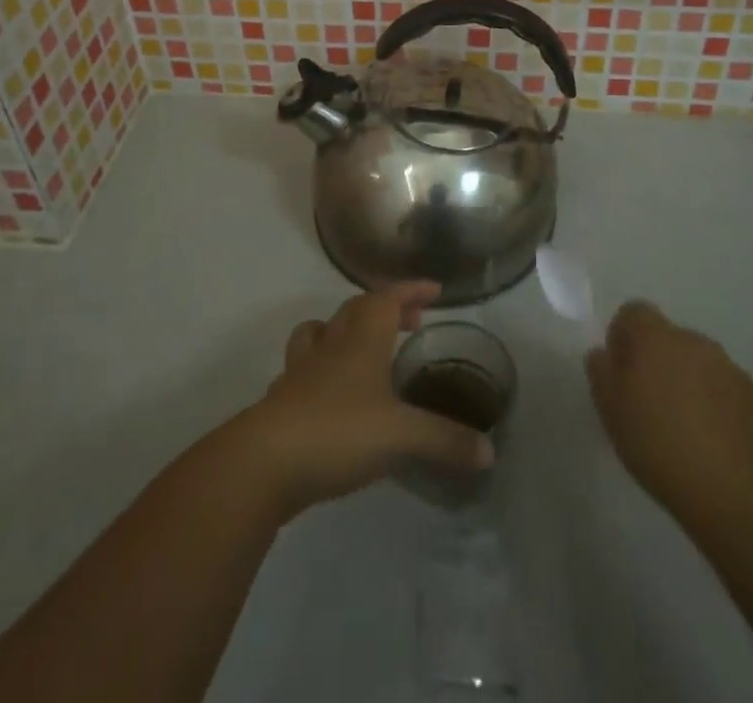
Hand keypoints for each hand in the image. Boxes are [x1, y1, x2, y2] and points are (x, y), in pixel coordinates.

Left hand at [233, 282, 492, 519]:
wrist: (264, 462)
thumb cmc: (338, 432)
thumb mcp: (401, 436)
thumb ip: (444, 440)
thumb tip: (489, 452)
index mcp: (361, 340)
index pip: (387, 298)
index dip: (411, 290)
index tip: (434, 290)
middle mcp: (331, 345)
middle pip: (356, 310)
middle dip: (385, 308)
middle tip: (410, 323)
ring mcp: (301, 371)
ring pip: (320, 332)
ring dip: (343, 330)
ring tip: (362, 348)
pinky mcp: (282, 399)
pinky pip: (302, 370)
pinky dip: (318, 370)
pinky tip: (328, 394)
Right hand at [585, 300, 752, 528]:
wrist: (740, 495)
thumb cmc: (661, 446)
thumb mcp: (611, 411)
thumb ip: (601, 373)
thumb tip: (604, 354)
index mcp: (657, 337)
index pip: (633, 312)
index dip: (622, 337)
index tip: (620, 373)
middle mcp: (696, 342)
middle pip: (668, 339)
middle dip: (657, 362)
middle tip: (648, 405)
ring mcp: (732, 371)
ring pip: (699, 365)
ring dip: (688, 385)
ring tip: (682, 431)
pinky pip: (726, 393)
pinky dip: (715, 408)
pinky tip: (712, 447)